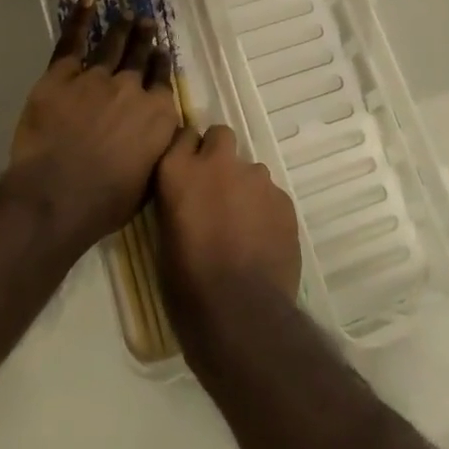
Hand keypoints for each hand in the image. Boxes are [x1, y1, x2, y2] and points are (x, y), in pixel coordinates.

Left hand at [6, 0, 180, 250]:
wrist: (58, 194)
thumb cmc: (106, 201)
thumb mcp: (149, 179)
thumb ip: (158, 149)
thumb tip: (162, 135)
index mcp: (157, 114)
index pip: (162, 80)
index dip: (160, 64)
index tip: (160, 52)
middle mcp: (131, 88)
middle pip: (140, 57)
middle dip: (145, 38)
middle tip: (146, 22)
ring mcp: (96, 78)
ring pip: (112, 46)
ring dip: (122, 29)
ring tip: (127, 15)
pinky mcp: (61, 76)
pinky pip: (73, 41)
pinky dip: (80, 19)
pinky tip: (89, 1)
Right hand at [156, 124, 302, 346]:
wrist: (240, 313)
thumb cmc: (187, 284)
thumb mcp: (165, 237)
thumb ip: (179, 201)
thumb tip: (190, 198)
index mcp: (179, 171)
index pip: (183, 135)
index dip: (188, 152)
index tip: (188, 168)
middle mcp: (217, 164)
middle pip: (220, 135)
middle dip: (219, 154)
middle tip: (217, 188)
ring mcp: (255, 178)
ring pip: (250, 168)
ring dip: (244, 187)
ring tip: (243, 224)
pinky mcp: (283, 199)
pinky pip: (272, 195)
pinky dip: (266, 210)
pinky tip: (262, 240)